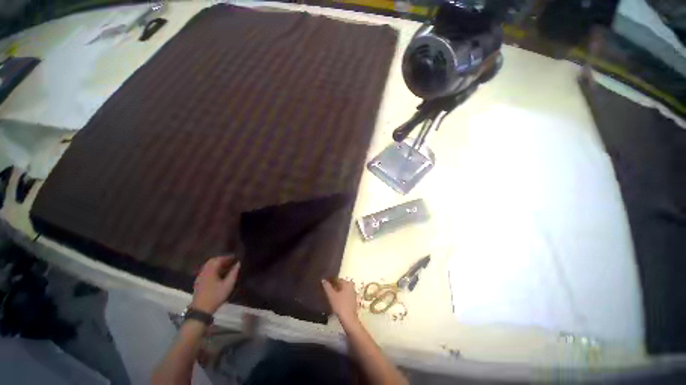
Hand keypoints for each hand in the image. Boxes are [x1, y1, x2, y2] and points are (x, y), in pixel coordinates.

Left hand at [191, 256, 239, 313]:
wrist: (201, 310)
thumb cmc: (216, 296)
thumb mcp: (228, 285)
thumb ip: (233, 273)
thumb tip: (238, 263)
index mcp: (210, 271)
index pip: (219, 259)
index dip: (227, 257)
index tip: (235, 257)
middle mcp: (204, 271)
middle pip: (212, 261)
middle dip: (222, 259)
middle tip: (231, 261)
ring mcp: (200, 276)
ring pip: (208, 265)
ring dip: (217, 264)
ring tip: (226, 266)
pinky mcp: (198, 281)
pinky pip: (206, 270)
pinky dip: (213, 268)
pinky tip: (218, 273)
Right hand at [322, 278, 357, 324]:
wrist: (349, 319)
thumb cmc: (340, 305)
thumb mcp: (331, 296)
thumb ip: (327, 287)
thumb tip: (323, 280)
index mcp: (347, 283)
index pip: (337, 279)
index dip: (330, 280)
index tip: (324, 283)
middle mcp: (351, 286)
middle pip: (340, 284)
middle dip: (333, 286)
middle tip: (325, 288)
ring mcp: (352, 293)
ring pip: (342, 290)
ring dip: (336, 291)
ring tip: (329, 294)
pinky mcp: (352, 301)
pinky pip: (344, 295)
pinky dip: (339, 296)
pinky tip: (335, 300)